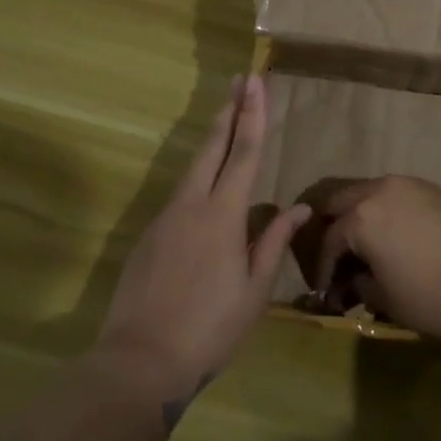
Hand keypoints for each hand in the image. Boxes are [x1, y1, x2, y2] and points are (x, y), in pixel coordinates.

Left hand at [94, 75, 307, 405]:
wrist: (140, 359)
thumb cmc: (209, 329)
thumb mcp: (254, 290)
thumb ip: (273, 242)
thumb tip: (299, 209)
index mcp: (223, 215)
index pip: (244, 154)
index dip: (253, 116)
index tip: (256, 82)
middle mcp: (191, 205)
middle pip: (212, 147)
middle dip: (229, 111)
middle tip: (239, 80)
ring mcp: (165, 218)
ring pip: (192, 169)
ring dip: (211, 140)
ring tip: (225, 119)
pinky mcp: (148, 235)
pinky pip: (179, 196)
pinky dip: (197, 178)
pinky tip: (205, 186)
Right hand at [312, 176, 440, 345]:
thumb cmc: (433, 298)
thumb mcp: (384, 299)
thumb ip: (358, 284)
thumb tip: (351, 282)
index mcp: (361, 217)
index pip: (329, 239)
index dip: (323, 267)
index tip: (325, 289)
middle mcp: (380, 190)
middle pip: (342, 202)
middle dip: (335, 229)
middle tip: (338, 258)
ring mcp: (409, 185)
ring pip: (370, 192)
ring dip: (360, 215)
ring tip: (365, 245)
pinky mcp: (433, 189)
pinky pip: (396, 194)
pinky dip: (386, 210)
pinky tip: (394, 235)